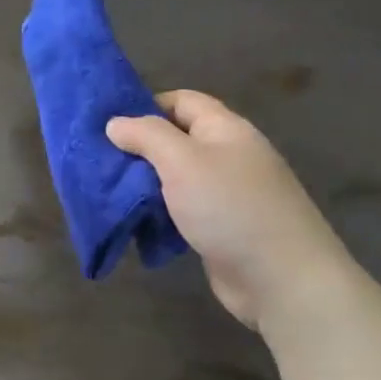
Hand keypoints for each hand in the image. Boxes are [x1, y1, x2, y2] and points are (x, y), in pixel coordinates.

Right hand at [107, 91, 359, 332]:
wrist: (281, 279)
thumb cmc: (230, 208)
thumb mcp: (183, 161)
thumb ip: (147, 136)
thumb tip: (116, 123)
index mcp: (226, 129)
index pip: (182, 100)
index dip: (146, 106)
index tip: (109, 124)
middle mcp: (229, 155)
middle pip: (177, 139)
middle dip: (140, 148)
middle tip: (99, 160)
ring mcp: (227, 194)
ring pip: (177, 177)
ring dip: (145, 184)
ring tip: (108, 191)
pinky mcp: (222, 228)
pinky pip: (183, 210)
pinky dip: (159, 213)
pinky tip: (136, 222)